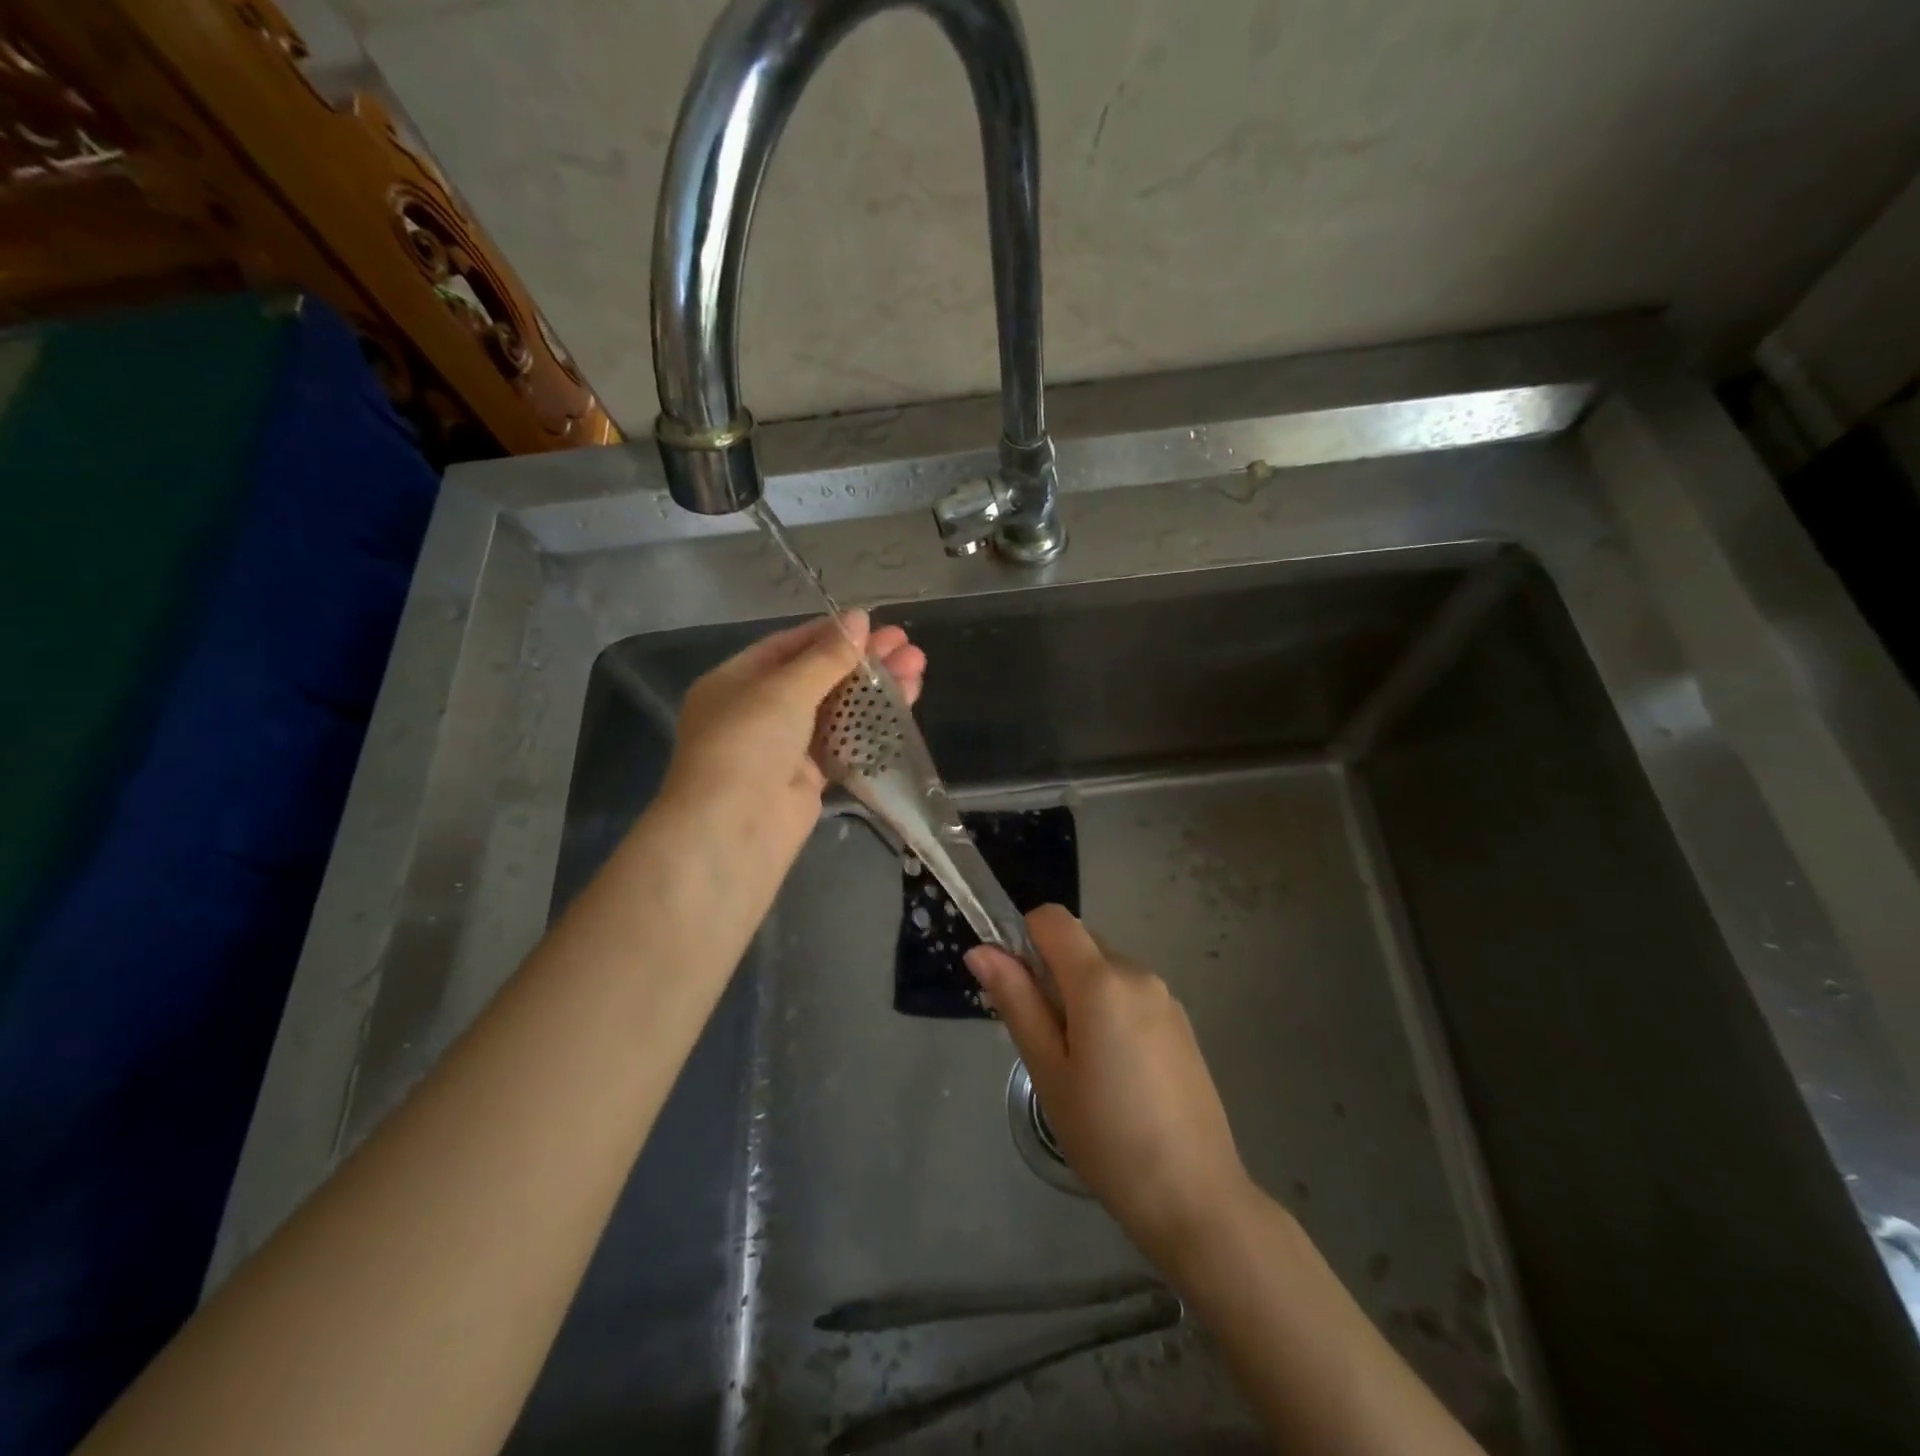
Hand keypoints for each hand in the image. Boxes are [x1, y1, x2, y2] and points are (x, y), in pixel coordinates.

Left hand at [663, 610, 924, 866]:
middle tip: (907, 646)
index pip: (788, 647)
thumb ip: (827, 656)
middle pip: (818, 676)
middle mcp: (757, 710)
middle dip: (862, 660)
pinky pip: (843, 742)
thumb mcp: (785, 689)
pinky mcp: (808, 777)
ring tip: (918, 669)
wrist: (735, 829)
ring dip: (874, 689)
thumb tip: (860, 618)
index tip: (874, 624)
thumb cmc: (748, 743)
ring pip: (836, 709)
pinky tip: (903, 706)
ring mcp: (783, 746)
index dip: (832, 634)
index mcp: (736, 681)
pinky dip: (870, 724)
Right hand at [967, 907, 1252, 1269]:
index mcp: (1101, 980)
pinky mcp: (1182, 1023)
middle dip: (1051, 974)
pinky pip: (1131, 994)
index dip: (1023, 938)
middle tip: (1045, 1041)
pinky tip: (1116, 1073)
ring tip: (1080, 1066)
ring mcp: (1166, 998)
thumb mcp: (1048, 1071)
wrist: (1195, 1196)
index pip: (1053, 918)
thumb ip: (1016, 1002)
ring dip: (1081, 995)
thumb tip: (981, 950)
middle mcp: (1138, 973)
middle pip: (1079, 943)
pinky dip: (1110, 1011)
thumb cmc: (1106, 1136)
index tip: (1016, 989)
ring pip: (1105, 970)